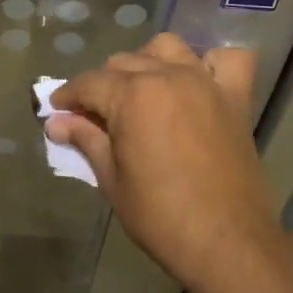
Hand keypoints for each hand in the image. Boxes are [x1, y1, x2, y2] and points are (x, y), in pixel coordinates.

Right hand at [48, 35, 281, 292]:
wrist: (228, 243)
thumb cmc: (161, 216)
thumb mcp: (112, 180)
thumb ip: (85, 140)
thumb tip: (56, 122)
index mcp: (132, 95)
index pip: (88, 83)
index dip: (68, 96)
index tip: (57, 111)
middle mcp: (167, 75)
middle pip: (123, 63)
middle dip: (102, 85)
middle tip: (95, 117)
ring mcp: (204, 82)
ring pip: (167, 48)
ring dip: (149, 62)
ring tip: (142, 92)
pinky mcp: (236, 98)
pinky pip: (227, 60)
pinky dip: (211, 63)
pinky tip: (198, 81)